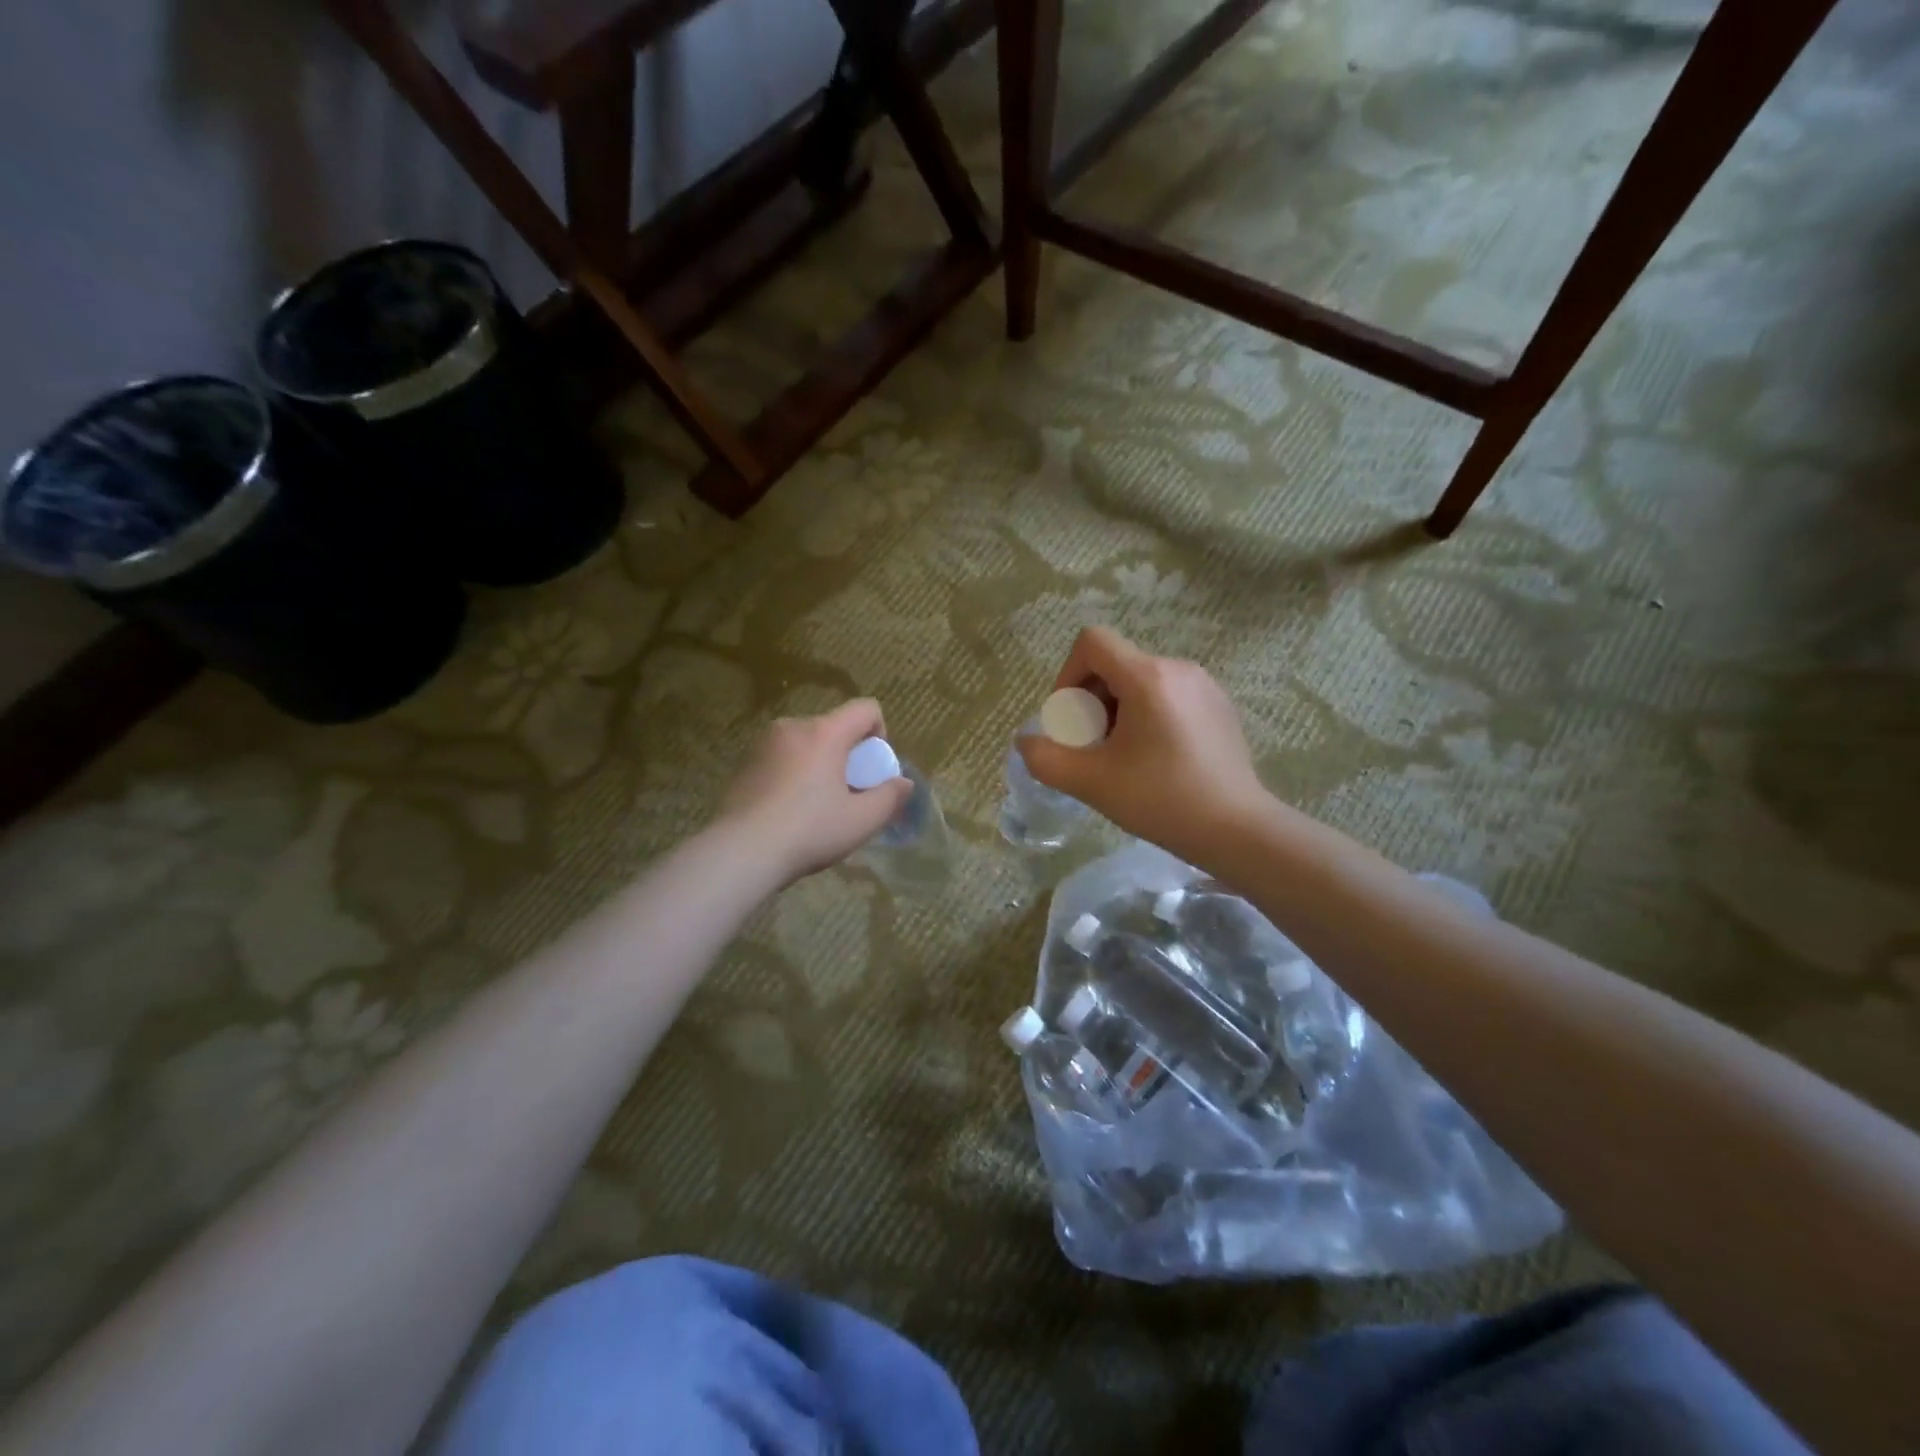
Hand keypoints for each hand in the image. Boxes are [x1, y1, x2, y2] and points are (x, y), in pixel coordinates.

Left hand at [719, 699, 913, 887]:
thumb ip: (890, 797)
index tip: (873, 769)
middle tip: (847, 794)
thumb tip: (904, 783)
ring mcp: (763, 743)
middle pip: (834, 727)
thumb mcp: (862, 820)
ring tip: (816, 805)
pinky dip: (793, 774)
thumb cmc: (809, 831)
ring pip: (806, 743)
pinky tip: (788, 811)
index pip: (865, 709)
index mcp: (824, 732)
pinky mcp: (744, 763)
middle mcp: (793, 727)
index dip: (880, 733)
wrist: (741, 852)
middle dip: (847, 754)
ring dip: (819, 764)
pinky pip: (781, 758)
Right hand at [1018, 627, 1267, 864]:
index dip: (1067, 675)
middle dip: (1091, 700)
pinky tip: (1155, 760)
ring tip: (1121, 756)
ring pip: (1141, 681)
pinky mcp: (1220, 706)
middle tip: (1091, 747)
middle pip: (1115, 664)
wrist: (1237, 829)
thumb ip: (1045, 758)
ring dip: (1117, 711)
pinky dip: (1148, 716)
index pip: (1092, 642)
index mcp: (1147, 677)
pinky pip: (1169, 695)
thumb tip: (1027, 742)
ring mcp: (1204, 686)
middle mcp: (1178, 668)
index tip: (1070, 719)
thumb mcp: (1091, 782)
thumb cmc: (1161, 799)